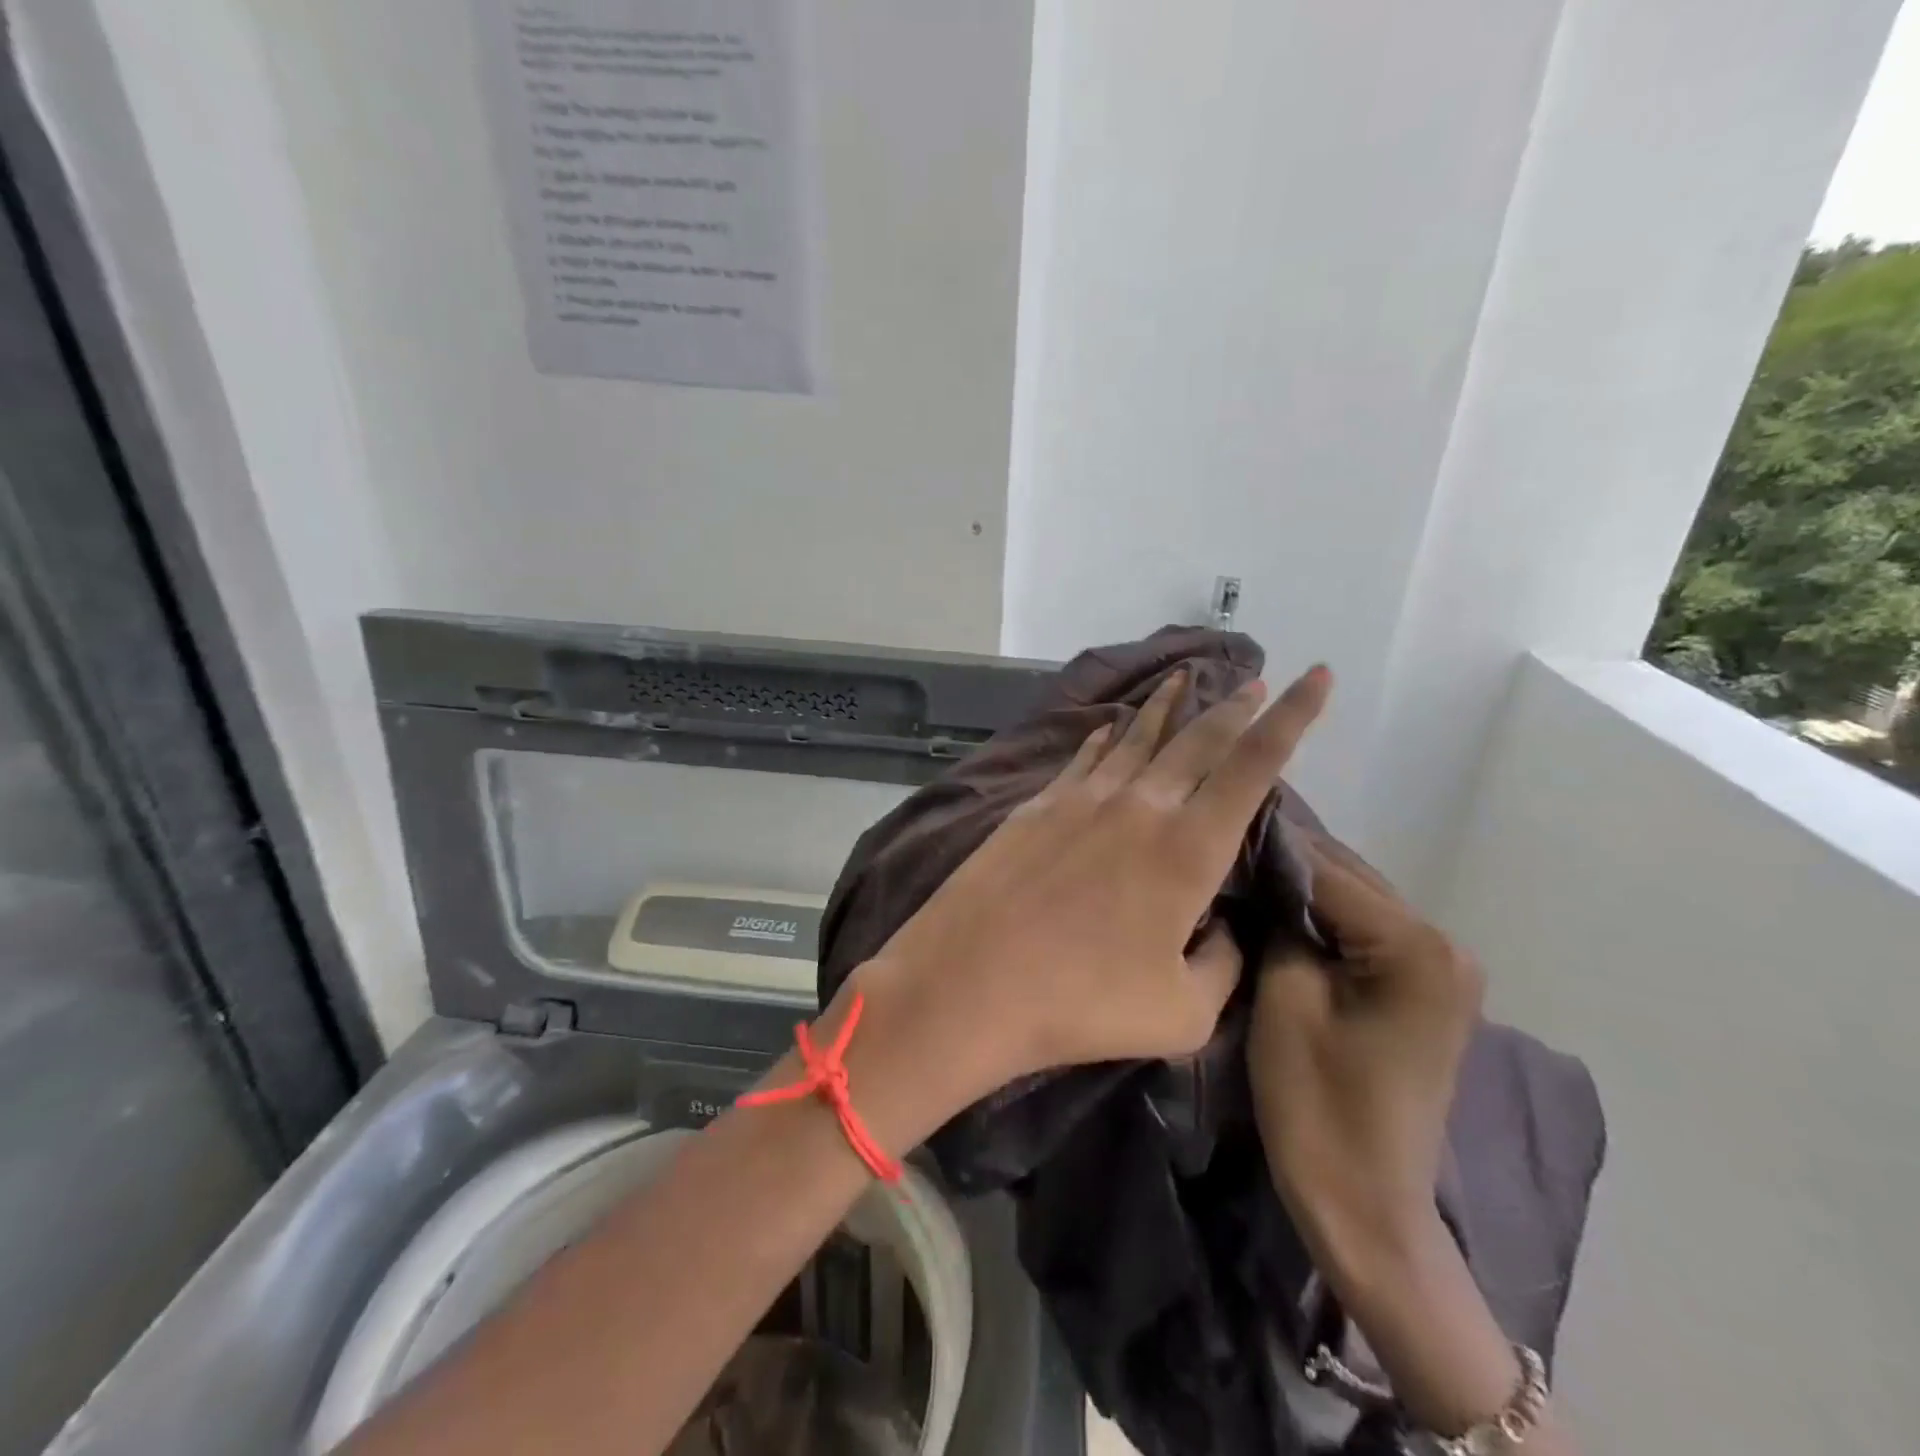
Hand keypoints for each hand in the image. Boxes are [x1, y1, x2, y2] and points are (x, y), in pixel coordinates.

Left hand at [851, 664, 1332, 1130]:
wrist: (970, 979)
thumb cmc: (1082, 1003)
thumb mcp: (1183, 1012)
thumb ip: (1222, 964)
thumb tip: (1222, 927)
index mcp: (1188, 848)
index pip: (1253, 766)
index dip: (1292, 717)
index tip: (1316, 676)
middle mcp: (1139, 806)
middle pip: (1197, 740)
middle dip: (1232, 707)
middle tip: (1252, 680)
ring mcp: (1082, 799)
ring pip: (1137, 737)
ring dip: (1167, 706)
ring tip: (1184, 679)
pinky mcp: (1037, 806)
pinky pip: (1085, 757)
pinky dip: (1106, 735)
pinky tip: (1110, 725)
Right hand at [1249, 858, 1577, 1449]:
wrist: (1367, 1206)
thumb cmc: (1319, 1106)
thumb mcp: (1284, 998)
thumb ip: (1277, 921)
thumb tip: (1256, 868)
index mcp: (1416, 946)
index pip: (1326, 869)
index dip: (1263, 846)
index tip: (1209, 827)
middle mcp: (1443, 943)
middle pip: (1347, 877)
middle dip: (1282, 859)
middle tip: (1216, 844)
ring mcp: (1440, 966)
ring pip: (1354, 899)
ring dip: (1298, 885)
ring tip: (1235, 868)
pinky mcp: (1423, 987)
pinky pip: (1363, 930)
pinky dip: (1320, 916)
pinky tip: (1273, 907)